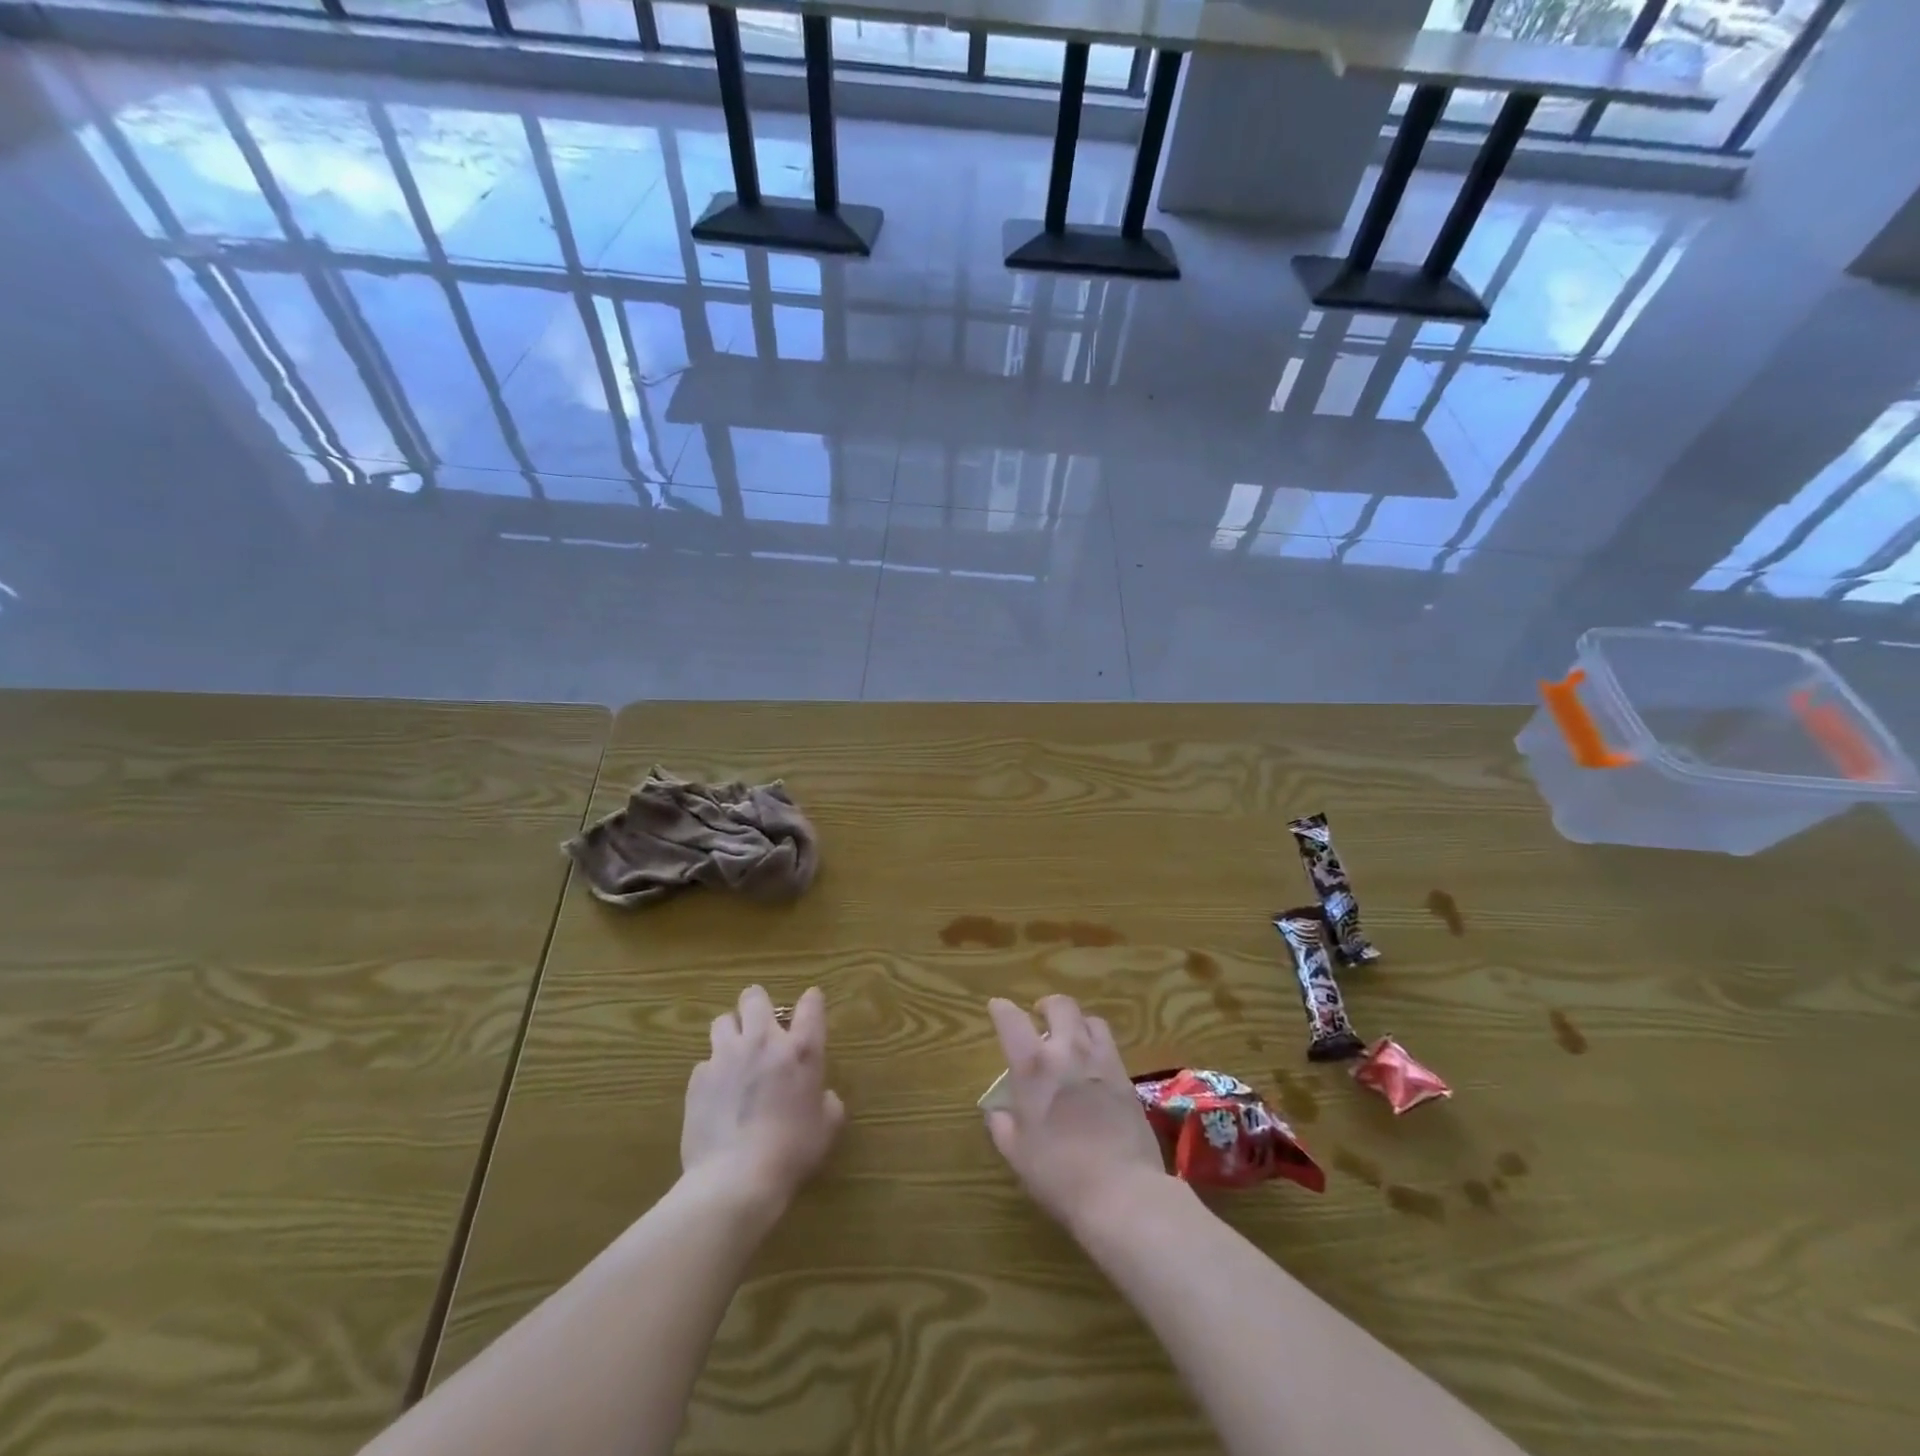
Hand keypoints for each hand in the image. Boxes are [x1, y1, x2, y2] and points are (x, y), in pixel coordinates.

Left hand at [682, 985, 844, 1213]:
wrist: (735, 1180)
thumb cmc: (791, 1152)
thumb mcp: (827, 1128)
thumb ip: (828, 1103)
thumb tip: (823, 1096)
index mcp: (801, 1050)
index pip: (810, 1005)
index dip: (811, 1001)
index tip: (810, 1004)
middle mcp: (763, 1042)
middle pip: (754, 998)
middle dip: (757, 1004)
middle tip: (761, 1024)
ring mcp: (726, 1057)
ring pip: (722, 1021)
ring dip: (731, 1032)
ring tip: (734, 1054)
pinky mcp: (698, 1079)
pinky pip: (704, 1062)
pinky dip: (712, 1072)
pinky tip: (716, 1094)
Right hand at [984, 996, 1169, 1232]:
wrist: (1122, 1192)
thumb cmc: (1059, 1174)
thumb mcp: (1017, 1154)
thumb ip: (1002, 1126)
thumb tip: (998, 1111)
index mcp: (1034, 1066)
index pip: (1012, 1020)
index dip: (1001, 1009)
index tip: (997, 1008)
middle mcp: (1068, 1051)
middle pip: (1060, 1005)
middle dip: (1046, 1006)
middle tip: (1040, 1017)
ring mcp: (1102, 1061)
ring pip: (1090, 1019)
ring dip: (1076, 1022)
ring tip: (1071, 1038)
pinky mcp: (1126, 1077)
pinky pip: (1110, 1045)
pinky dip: (1097, 1045)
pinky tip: (1093, 1065)